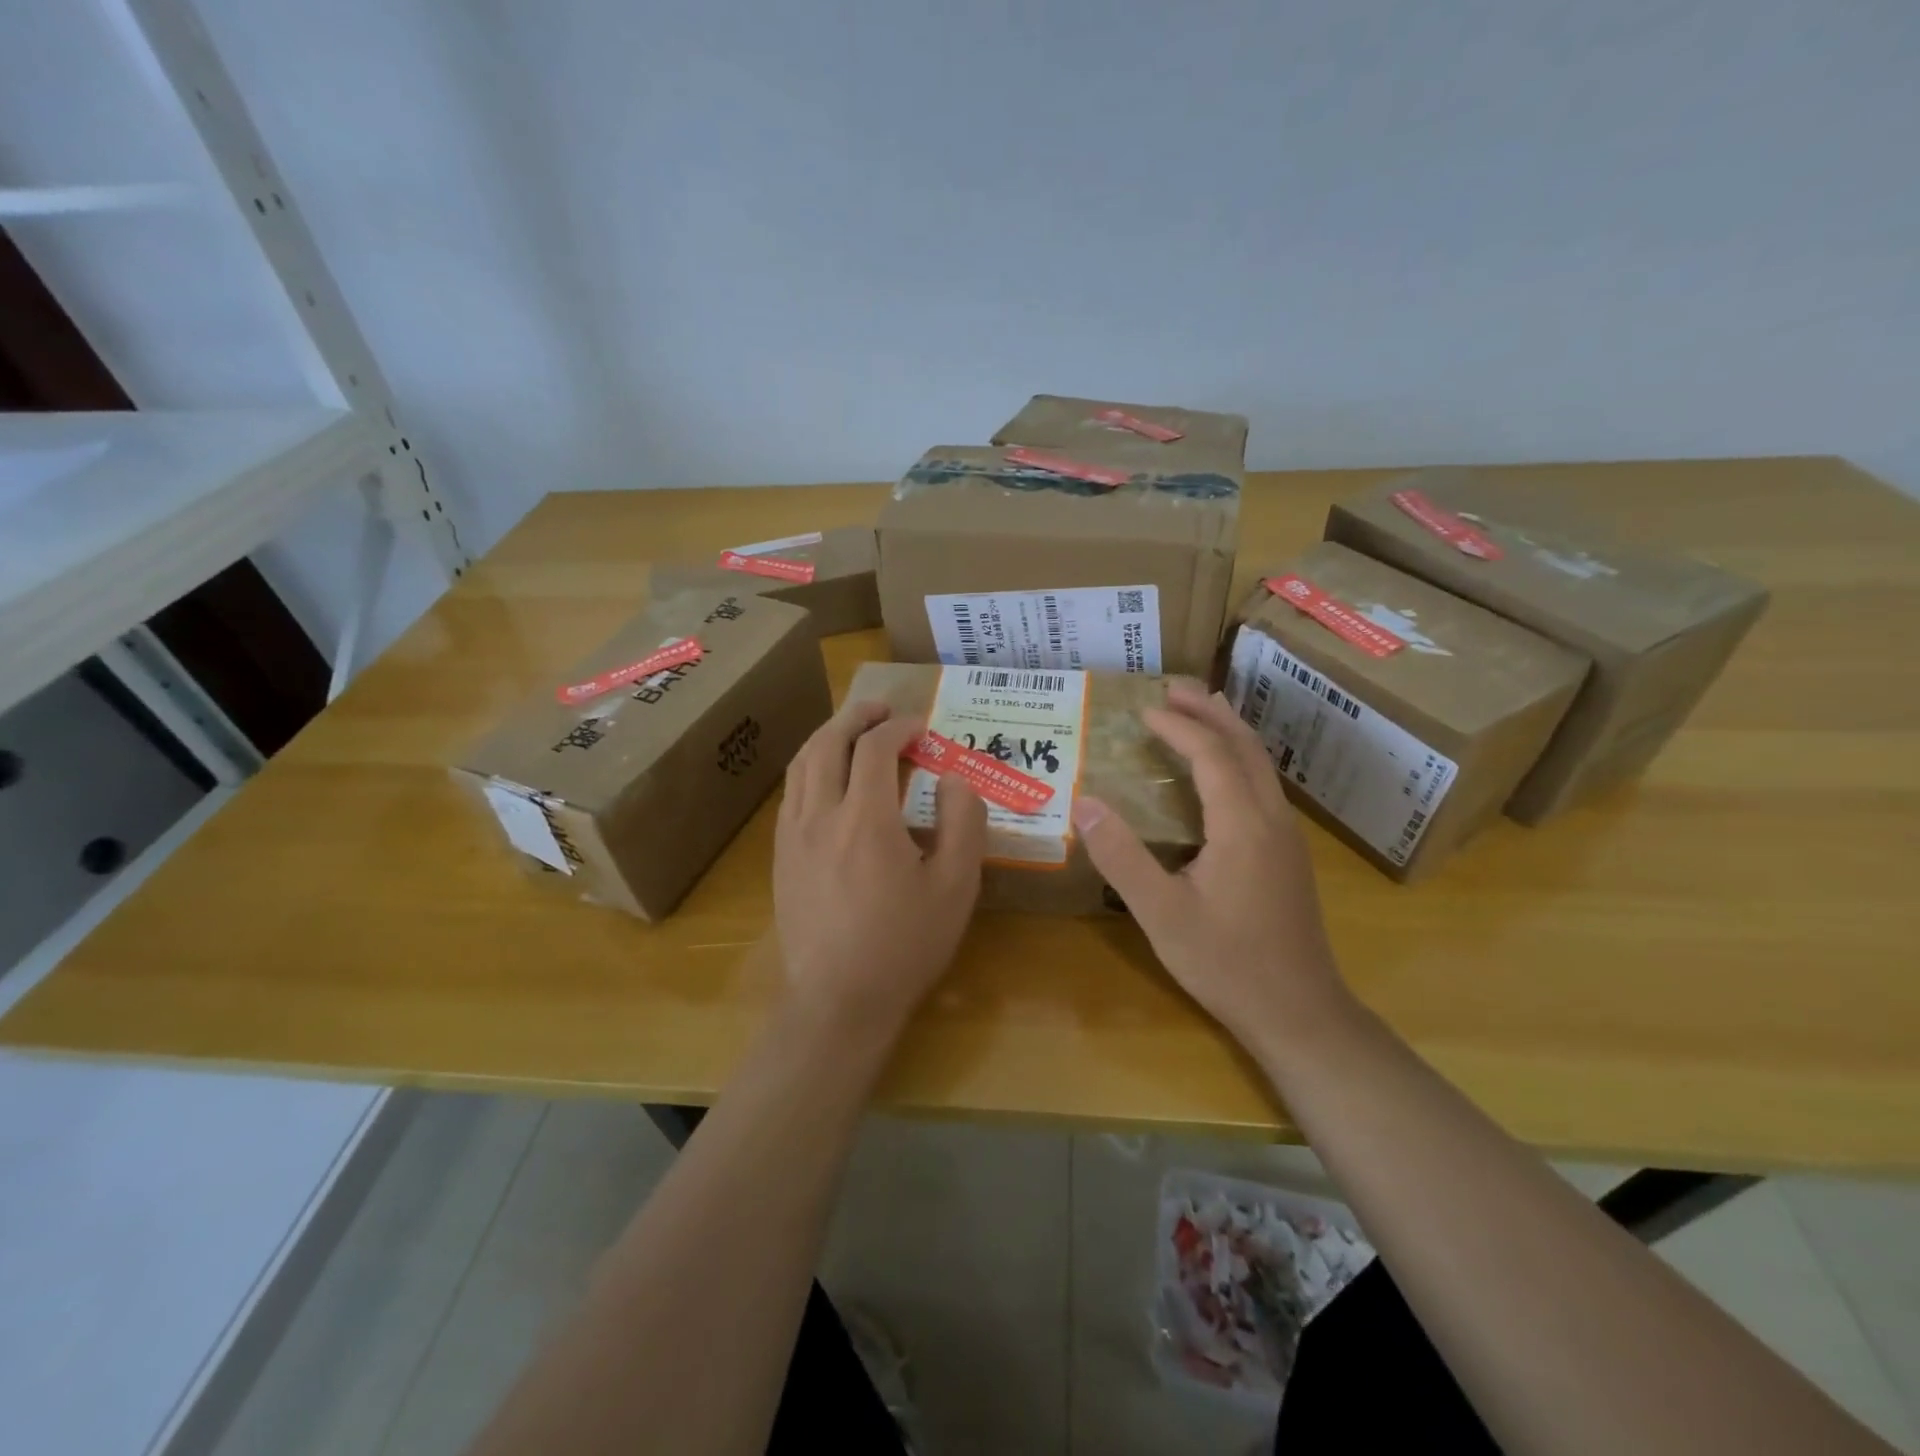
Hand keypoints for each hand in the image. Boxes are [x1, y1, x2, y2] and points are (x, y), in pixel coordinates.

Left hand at [774, 702, 988, 1038]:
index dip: (899, 727)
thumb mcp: (955, 887)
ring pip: (801, 764)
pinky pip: (791, 793)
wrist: (839, 1001)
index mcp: (865, 819)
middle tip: (881, 709)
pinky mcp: (780, 858)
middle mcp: (820, 815)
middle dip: (855, 717)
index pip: (875, 748)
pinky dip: (811, 768)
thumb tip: (954, 779)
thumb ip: (962, 823)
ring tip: (852, 732)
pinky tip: (827, 780)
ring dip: (828, 737)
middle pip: (828, 743)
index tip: (921, 727)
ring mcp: (793, 836)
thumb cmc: (905, 945)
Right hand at [1070, 678, 1350, 1052]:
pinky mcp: (1289, 855)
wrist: (1299, 1012)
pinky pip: (1264, 785)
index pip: (1211, 754)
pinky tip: (1220, 772)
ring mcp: (1287, 836)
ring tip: (1198, 711)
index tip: (1143, 709)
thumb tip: (1084, 803)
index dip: (1178, 727)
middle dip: (1210, 711)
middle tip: (1175, 686)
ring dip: (1229, 731)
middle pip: (1245, 746)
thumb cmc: (1227, 963)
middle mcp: (1272, 818)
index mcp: (1243, 824)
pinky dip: (1238, 759)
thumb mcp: (1161, 913)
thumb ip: (1122, 856)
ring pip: (1262, 764)